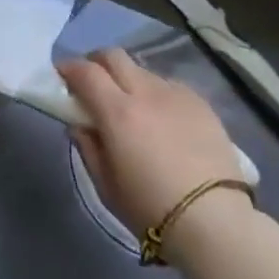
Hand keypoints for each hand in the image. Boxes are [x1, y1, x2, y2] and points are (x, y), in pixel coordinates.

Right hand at [57, 49, 250, 256]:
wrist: (216, 222)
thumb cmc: (151, 209)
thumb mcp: (106, 185)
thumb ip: (88, 146)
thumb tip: (79, 123)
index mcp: (117, 111)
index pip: (85, 71)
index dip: (68, 69)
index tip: (62, 78)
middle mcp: (145, 92)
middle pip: (113, 56)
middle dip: (96, 63)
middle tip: (92, 84)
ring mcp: (175, 94)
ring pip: (142, 70)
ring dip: (128, 80)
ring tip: (132, 107)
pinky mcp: (200, 103)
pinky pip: (168, 85)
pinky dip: (156, 94)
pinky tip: (162, 119)